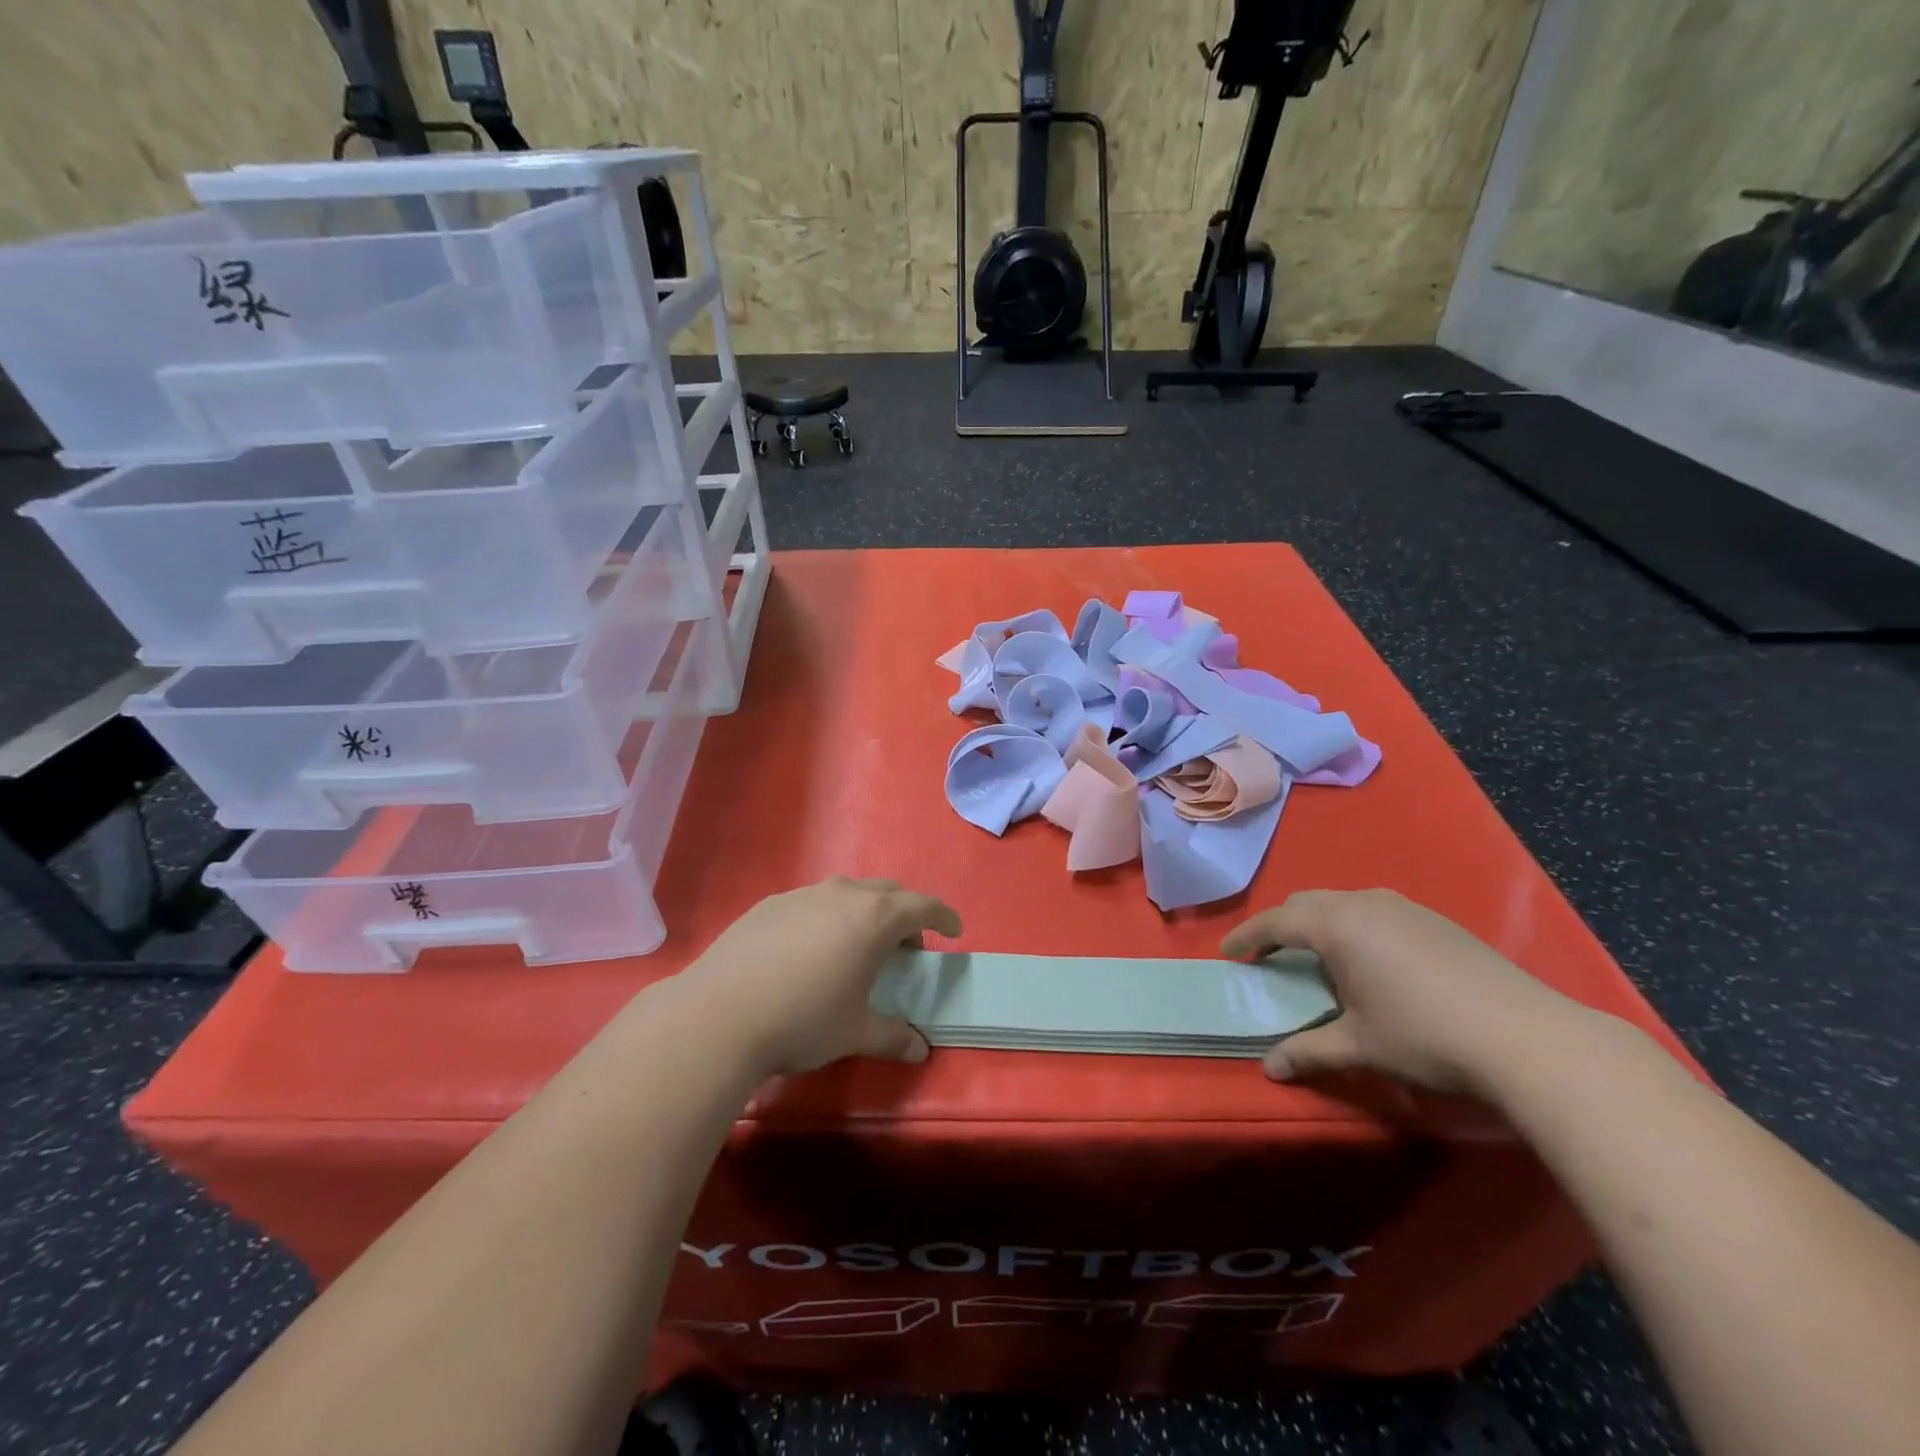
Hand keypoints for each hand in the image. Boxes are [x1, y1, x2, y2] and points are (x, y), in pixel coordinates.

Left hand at [688, 878, 962, 1076]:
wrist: (721, 1013)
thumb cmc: (804, 1020)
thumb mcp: (855, 1033)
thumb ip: (893, 1036)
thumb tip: (920, 1050)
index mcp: (875, 918)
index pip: (924, 905)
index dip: (944, 916)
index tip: (953, 931)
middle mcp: (843, 894)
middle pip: (887, 892)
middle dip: (903, 914)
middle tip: (904, 947)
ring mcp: (803, 895)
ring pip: (846, 893)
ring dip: (863, 912)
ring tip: (855, 947)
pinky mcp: (769, 904)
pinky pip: (811, 902)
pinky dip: (825, 917)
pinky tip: (807, 951)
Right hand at [1221, 889, 1580, 1094]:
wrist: (1527, 1038)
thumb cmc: (1425, 1037)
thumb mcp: (1360, 1046)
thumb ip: (1309, 1051)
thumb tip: (1270, 1068)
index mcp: (1337, 926)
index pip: (1276, 921)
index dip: (1248, 936)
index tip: (1229, 953)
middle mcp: (1365, 904)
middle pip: (1307, 903)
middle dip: (1282, 926)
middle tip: (1271, 956)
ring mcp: (1405, 908)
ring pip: (1344, 904)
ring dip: (1321, 925)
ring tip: (1321, 960)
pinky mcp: (1437, 922)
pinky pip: (1376, 913)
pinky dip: (1356, 928)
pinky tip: (1374, 965)